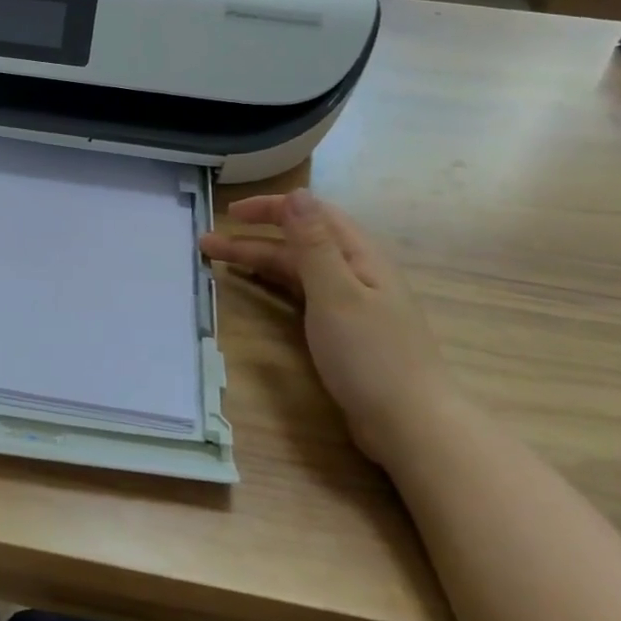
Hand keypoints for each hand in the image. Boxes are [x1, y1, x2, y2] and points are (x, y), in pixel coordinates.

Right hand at [201, 188, 453, 465]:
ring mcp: (351, 303)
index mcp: (359, 256)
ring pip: (298, 270)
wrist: (411, 426)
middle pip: (299, 243)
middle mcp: (356, 272)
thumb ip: (313, 243)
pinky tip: (260, 289)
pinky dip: (276, 285)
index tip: (229, 213)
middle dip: (253, 238)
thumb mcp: (336, 293)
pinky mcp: (344, 331)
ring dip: (260, 262)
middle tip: (209, 243)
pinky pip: (303, 294)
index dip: (270, 208)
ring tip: (220, 263)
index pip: (311, 214)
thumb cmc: (371, 356)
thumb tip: (297, 193)